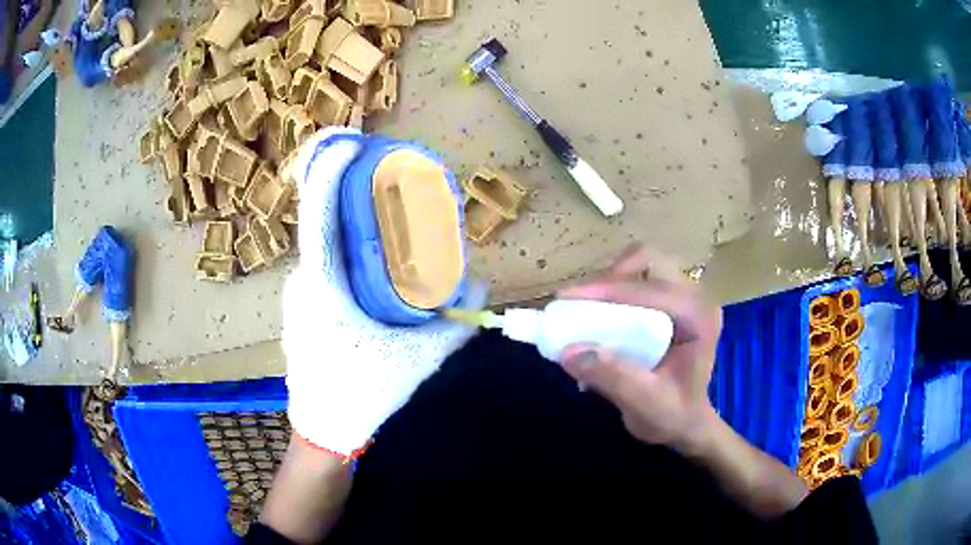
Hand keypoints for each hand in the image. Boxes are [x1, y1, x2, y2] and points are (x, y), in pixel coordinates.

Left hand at [283, 128, 483, 456]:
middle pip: (320, 219)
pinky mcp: (303, 304)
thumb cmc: (364, 395)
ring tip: (384, 204)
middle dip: (347, 186)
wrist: (324, 432)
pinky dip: (344, 243)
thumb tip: (480, 287)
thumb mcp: (417, 358)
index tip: (351, 142)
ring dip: (347, 216)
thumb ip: (453, 323)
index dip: (329, 170)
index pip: (318, 214)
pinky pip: (323, 260)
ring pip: (322, 240)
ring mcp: (299, 292)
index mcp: (323, 288)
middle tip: (385, 169)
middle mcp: (304, 281)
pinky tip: (372, 251)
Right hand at [558, 245, 721, 454]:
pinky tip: (600, 310)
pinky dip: (615, 287)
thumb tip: (568, 351)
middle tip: (580, 301)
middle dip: (611, 276)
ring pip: (644, 263)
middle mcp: (696, 298)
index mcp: (698, 318)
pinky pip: (641, 277)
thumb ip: (613, 377)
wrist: (686, 424)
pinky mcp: (673, 300)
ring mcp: (686, 296)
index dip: (606, 289)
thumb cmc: (672, 416)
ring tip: (586, 305)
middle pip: (650, 260)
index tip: (566, 297)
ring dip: (611, 279)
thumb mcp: (644, 404)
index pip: (651, 289)